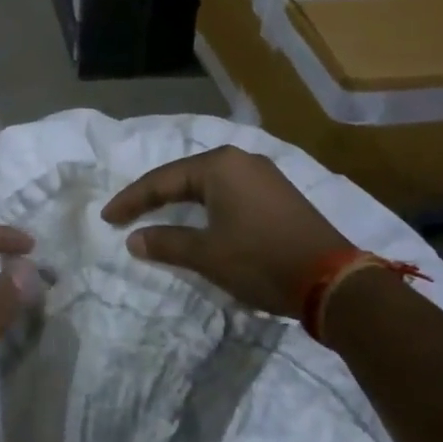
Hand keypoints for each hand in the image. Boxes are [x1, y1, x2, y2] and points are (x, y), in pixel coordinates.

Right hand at [101, 147, 355, 319]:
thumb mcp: (208, 254)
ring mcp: (263, 175)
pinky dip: (206, 205)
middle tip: (127, 214)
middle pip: (184, 176)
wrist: (335, 282)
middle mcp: (240, 159)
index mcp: (219, 165)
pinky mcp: (278, 194)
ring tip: (156, 215)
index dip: (132, 200)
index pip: (162, 179)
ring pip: (208, 184)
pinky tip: (199, 219)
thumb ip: (166, 243)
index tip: (107, 218)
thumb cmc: (261, 260)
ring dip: (181, 201)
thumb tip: (134, 239)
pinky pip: (229, 192)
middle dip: (154, 196)